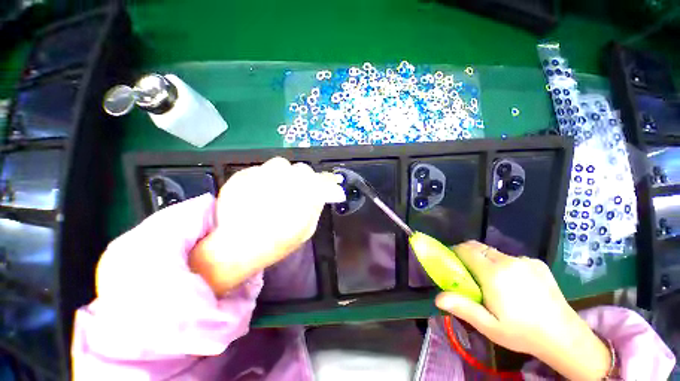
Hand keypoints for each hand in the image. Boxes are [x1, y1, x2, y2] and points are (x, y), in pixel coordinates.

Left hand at [189, 157, 344, 294]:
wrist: (238, 246)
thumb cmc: (278, 242)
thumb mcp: (307, 230)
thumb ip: (316, 207)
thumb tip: (319, 195)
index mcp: (307, 192)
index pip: (323, 180)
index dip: (325, 182)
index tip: (323, 185)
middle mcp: (289, 178)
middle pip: (303, 170)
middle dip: (302, 179)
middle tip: (294, 192)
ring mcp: (265, 173)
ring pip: (281, 165)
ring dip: (282, 175)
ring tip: (274, 190)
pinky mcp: (245, 174)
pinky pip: (261, 170)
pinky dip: (262, 179)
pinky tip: (256, 195)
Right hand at [435, 241, 610, 378]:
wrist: (565, 336)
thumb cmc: (522, 333)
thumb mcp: (489, 326)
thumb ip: (463, 308)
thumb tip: (437, 298)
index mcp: (494, 273)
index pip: (466, 250)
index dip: (455, 252)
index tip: (452, 262)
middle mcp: (508, 261)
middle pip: (479, 247)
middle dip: (468, 254)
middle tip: (467, 272)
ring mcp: (525, 260)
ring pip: (494, 252)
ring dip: (486, 260)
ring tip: (492, 281)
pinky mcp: (536, 263)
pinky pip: (510, 258)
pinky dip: (503, 264)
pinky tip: (513, 283)